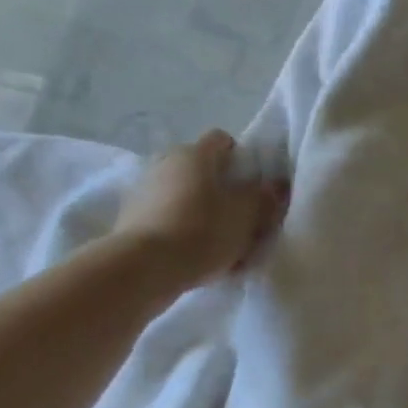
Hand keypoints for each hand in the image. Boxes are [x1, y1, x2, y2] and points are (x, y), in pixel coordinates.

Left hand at [111, 129, 288, 290]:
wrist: (145, 267)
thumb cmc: (203, 231)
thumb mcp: (247, 216)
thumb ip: (264, 196)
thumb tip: (277, 184)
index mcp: (195, 154)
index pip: (222, 140)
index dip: (241, 157)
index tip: (253, 183)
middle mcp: (165, 161)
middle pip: (201, 167)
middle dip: (220, 185)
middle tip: (239, 213)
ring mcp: (144, 187)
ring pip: (183, 191)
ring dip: (200, 206)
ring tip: (217, 237)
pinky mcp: (131, 215)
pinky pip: (166, 213)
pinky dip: (181, 224)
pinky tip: (194, 250)